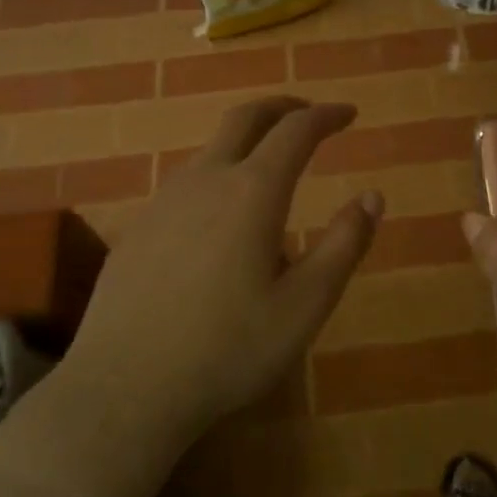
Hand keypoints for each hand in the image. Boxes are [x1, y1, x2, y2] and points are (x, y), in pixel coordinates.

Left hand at [52, 97, 381, 453]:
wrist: (124, 389)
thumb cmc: (228, 349)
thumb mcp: (305, 305)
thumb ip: (344, 245)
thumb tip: (372, 197)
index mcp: (252, 191)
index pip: (296, 130)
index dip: (326, 116)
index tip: (349, 114)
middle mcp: (205, 180)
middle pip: (245, 118)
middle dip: (282, 108)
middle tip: (309, 115)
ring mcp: (164, 202)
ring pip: (212, 151)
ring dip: (247, 146)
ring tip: (271, 178)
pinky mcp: (138, 229)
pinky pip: (186, 186)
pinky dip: (217, 179)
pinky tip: (220, 226)